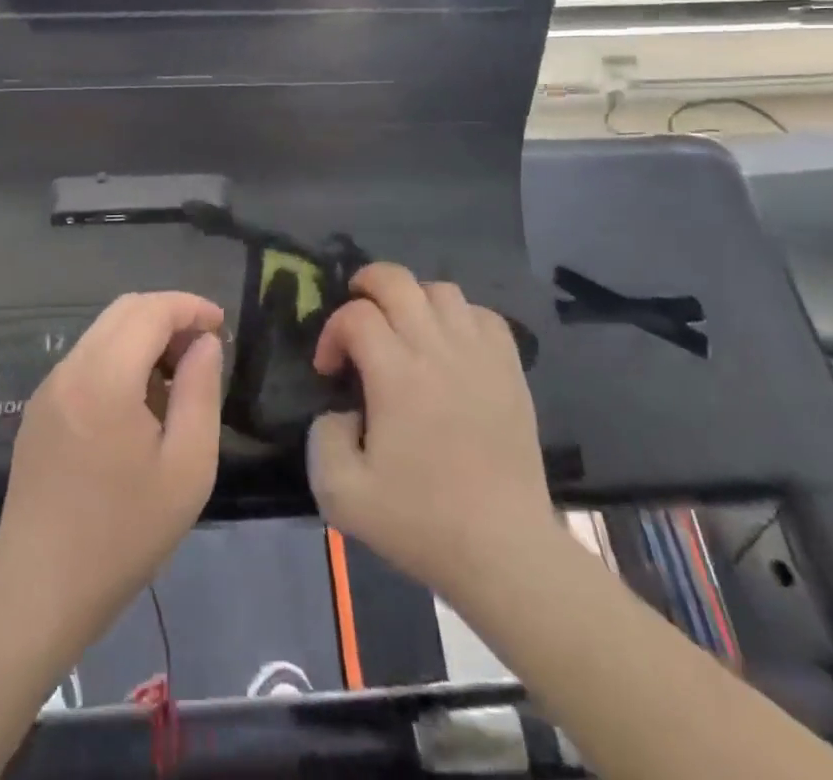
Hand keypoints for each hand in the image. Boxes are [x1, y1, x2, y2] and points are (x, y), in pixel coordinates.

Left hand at [0, 291, 225, 634]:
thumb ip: (200, 392)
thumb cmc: (124, 533)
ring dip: (144, 338)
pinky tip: (139, 407)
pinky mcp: (40, 408)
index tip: (220, 326)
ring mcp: (49, 387)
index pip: (151, 309)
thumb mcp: (187, 467)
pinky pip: (87, 360)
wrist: (39, 590)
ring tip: (175, 384)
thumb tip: (204, 343)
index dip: (190, 307)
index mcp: (105, 377)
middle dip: (169, 317)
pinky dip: (120, 360)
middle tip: (202, 353)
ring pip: (104, 332)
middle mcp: (71, 369)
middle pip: (124, 310)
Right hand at [307, 264, 552, 602]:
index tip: (330, 371)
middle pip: (397, 280)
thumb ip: (322, 438)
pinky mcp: (510, 369)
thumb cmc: (422, 523)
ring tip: (402, 330)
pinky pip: (482, 315)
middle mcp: (438, 349)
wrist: (505, 552)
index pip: (355, 315)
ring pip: (441, 290)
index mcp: (396, 374)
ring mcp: (480, 355)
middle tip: (357, 317)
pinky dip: (458, 316)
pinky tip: (449, 345)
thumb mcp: (341, 494)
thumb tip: (341, 410)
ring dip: (412, 299)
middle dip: (366, 285)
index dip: (332, 332)